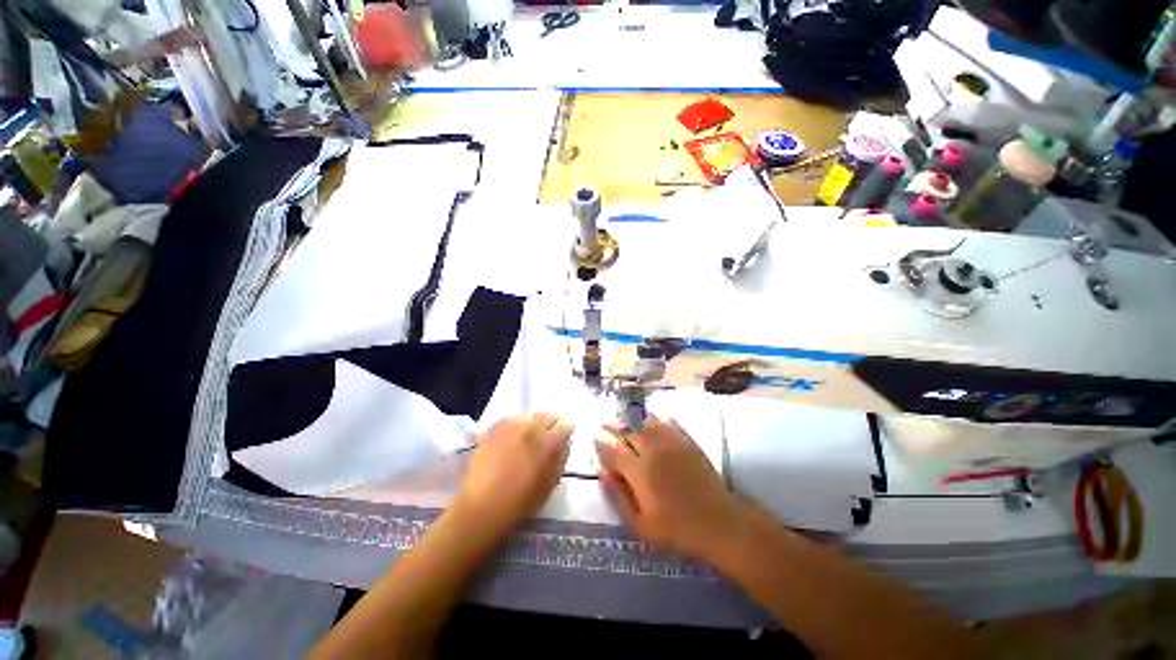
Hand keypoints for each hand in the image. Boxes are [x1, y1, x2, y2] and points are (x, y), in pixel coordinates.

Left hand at [455, 414, 571, 532]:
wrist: (482, 506)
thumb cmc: (521, 501)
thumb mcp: (550, 484)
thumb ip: (561, 459)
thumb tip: (564, 445)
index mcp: (550, 442)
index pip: (566, 425)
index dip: (566, 431)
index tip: (563, 438)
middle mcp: (533, 427)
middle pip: (547, 415)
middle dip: (550, 423)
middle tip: (546, 436)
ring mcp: (512, 425)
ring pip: (529, 417)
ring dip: (531, 424)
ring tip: (526, 438)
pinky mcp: (494, 427)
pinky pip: (511, 421)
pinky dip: (514, 427)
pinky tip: (510, 441)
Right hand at [595, 416, 747, 563]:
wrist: (718, 522)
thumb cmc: (676, 529)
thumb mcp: (639, 524)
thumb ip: (617, 496)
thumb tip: (600, 471)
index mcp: (638, 470)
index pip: (613, 448)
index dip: (600, 440)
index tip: (592, 435)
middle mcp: (652, 449)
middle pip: (627, 430)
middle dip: (612, 427)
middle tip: (604, 424)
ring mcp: (671, 441)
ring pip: (644, 421)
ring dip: (632, 421)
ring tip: (625, 422)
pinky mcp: (686, 440)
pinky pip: (666, 420)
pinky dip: (655, 418)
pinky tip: (650, 419)